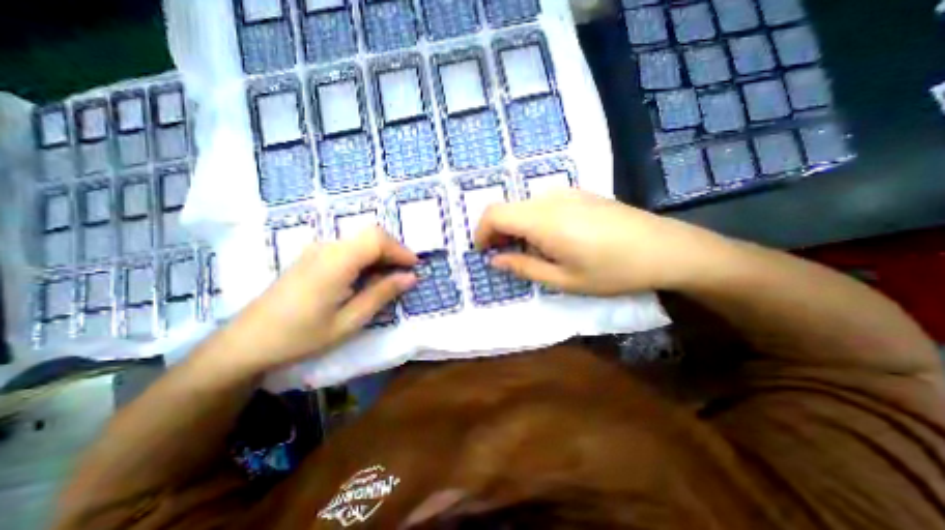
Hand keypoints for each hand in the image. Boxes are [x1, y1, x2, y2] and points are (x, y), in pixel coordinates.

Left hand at [225, 226, 414, 370]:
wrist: (246, 342)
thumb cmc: (301, 336)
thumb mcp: (349, 321)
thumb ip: (381, 294)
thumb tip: (411, 277)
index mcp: (335, 262)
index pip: (376, 239)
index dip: (400, 250)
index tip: (414, 268)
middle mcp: (326, 247)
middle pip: (370, 234)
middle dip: (393, 250)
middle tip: (404, 273)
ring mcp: (317, 250)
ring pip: (360, 240)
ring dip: (380, 254)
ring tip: (389, 277)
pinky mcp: (312, 257)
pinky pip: (348, 248)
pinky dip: (366, 257)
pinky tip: (366, 277)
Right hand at [477, 189, 724, 296]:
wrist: (665, 248)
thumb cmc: (613, 271)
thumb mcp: (564, 280)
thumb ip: (524, 268)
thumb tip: (495, 260)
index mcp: (543, 220)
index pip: (494, 214)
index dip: (481, 232)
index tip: (484, 252)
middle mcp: (550, 199)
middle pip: (507, 208)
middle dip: (496, 232)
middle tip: (504, 256)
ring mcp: (566, 192)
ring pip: (524, 206)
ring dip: (515, 226)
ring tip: (528, 251)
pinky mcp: (579, 193)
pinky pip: (542, 204)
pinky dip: (532, 220)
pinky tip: (550, 238)